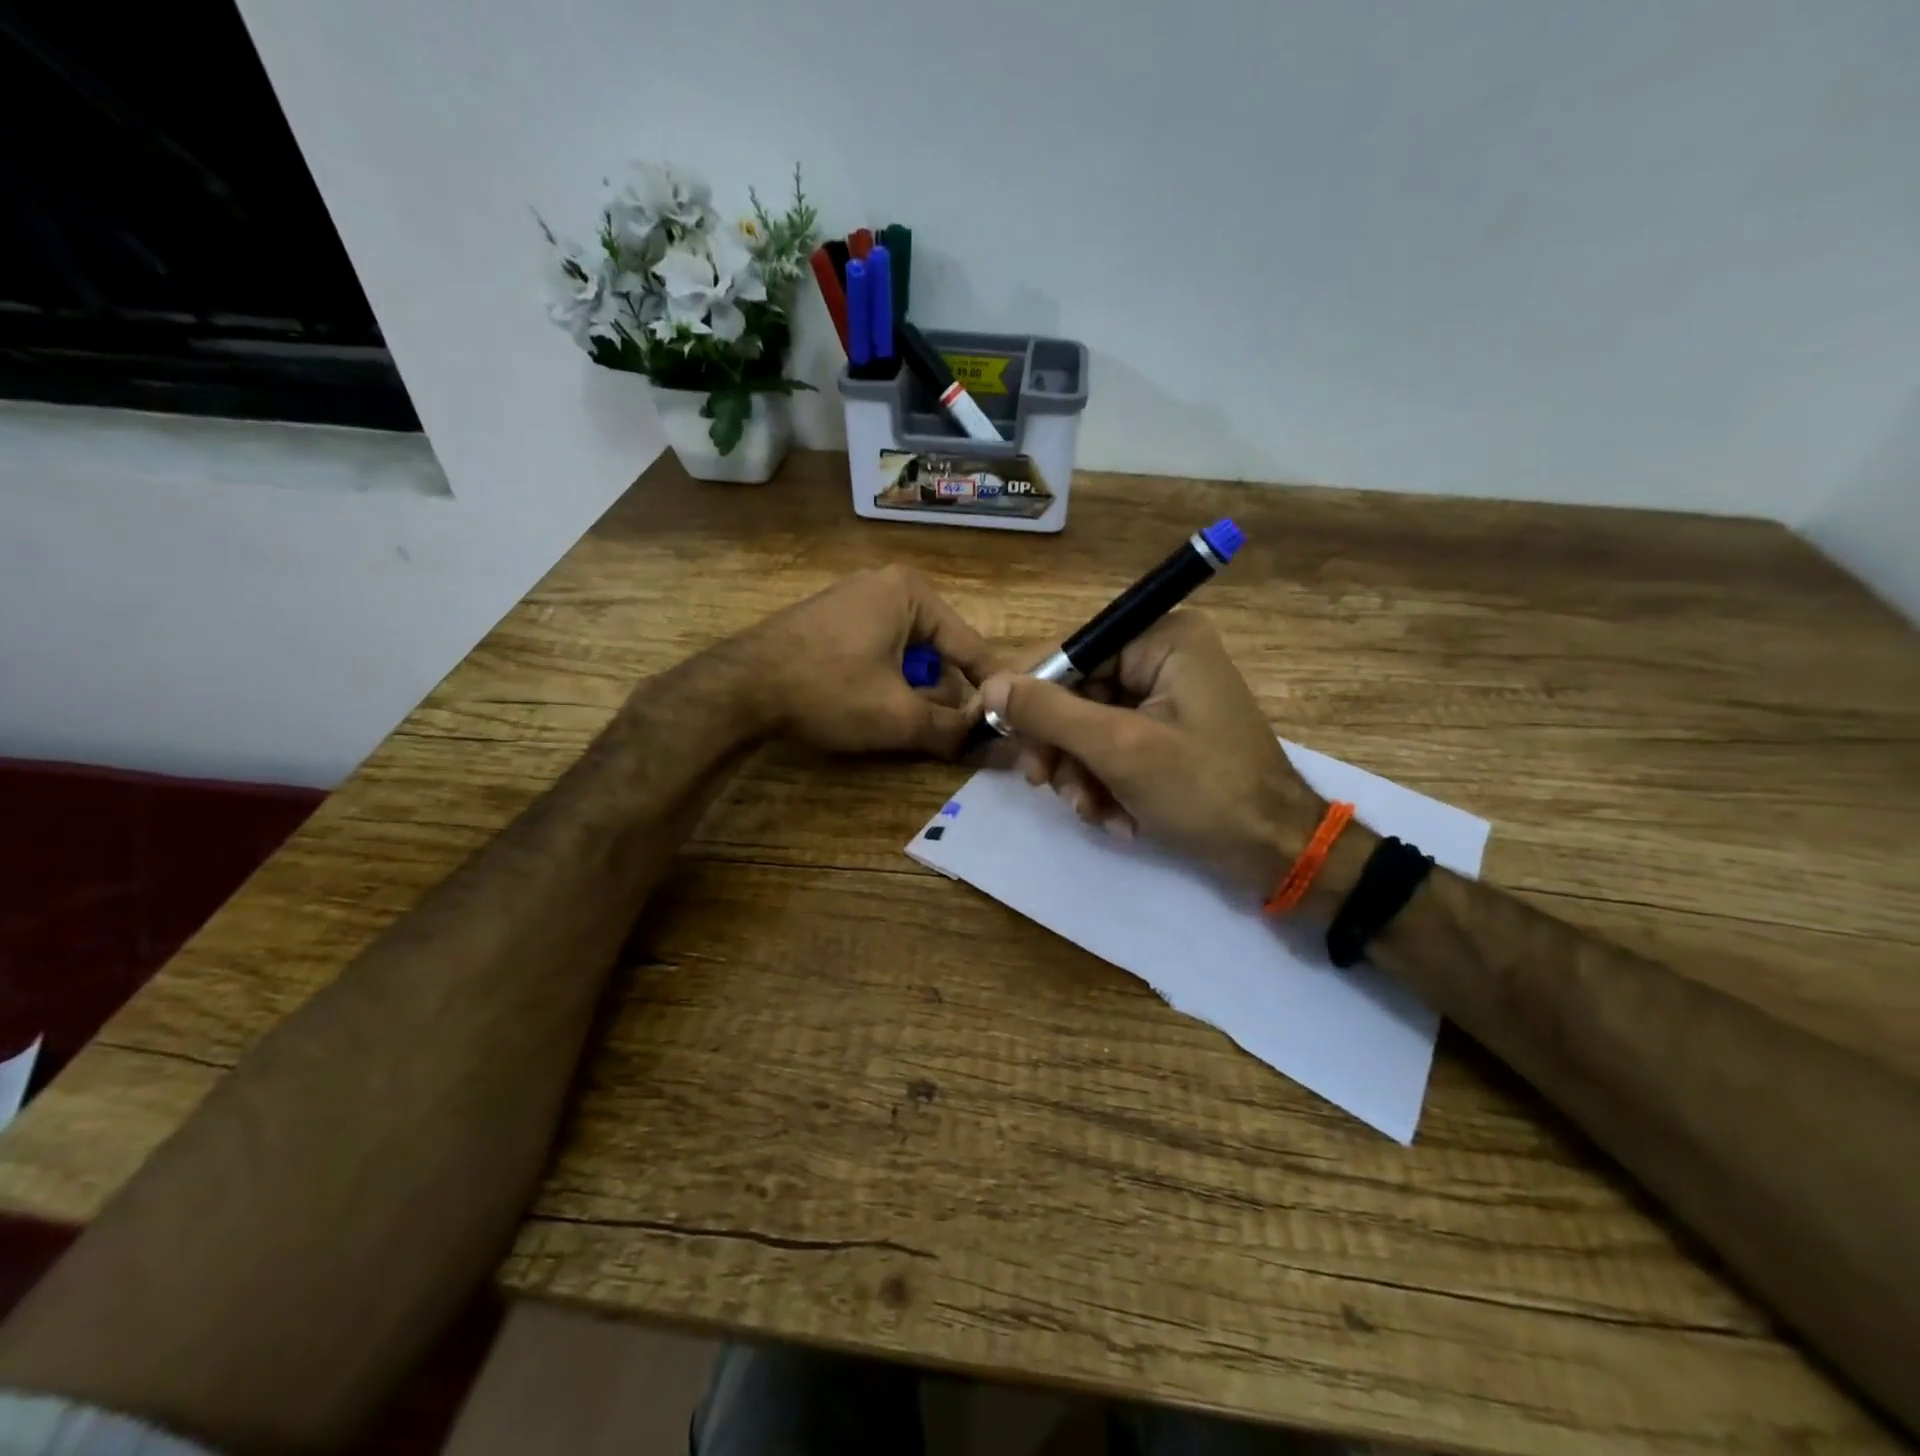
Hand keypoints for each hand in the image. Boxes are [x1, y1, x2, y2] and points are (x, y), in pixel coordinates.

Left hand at [735, 566, 996, 755]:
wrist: (738, 687)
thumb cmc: (828, 690)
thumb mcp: (898, 715)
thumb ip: (952, 730)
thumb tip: (994, 746)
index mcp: (911, 593)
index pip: (971, 646)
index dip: (991, 689)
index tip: (1008, 723)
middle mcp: (887, 586)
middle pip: (939, 651)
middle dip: (943, 695)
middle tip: (945, 734)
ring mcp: (855, 600)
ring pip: (909, 656)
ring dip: (914, 693)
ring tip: (902, 724)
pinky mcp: (832, 620)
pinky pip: (879, 652)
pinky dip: (886, 682)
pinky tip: (870, 707)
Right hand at [978, 612, 1323, 894]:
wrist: (1275, 854)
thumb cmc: (1204, 791)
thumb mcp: (1119, 749)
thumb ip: (1050, 713)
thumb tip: (990, 684)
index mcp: (1162, 639)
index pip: (1071, 651)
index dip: (1032, 694)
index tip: (1004, 737)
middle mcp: (1163, 658)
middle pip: (1076, 693)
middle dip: (1064, 750)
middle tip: (1049, 787)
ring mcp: (1165, 699)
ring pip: (1088, 728)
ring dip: (1082, 776)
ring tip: (1096, 813)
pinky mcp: (1165, 735)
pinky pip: (1111, 750)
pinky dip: (1105, 786)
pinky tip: (1118, 820)